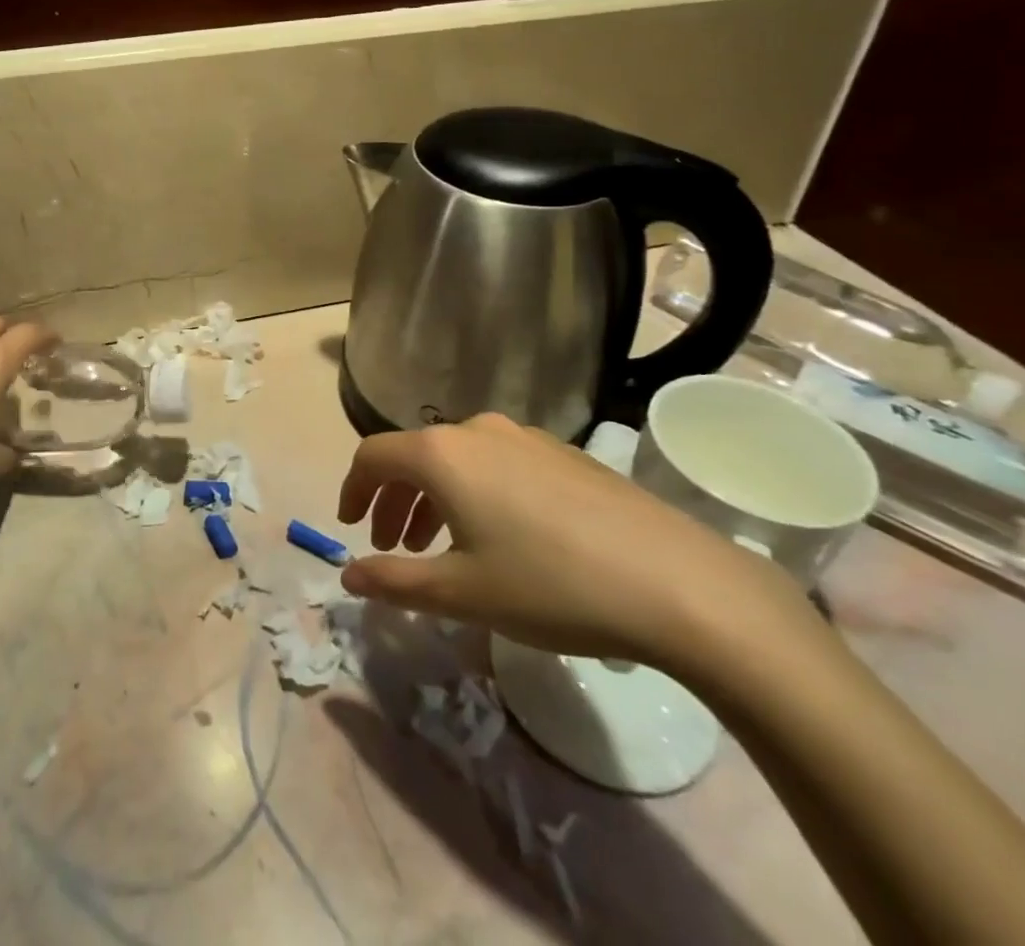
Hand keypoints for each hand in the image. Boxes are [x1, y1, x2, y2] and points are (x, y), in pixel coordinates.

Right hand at [335, 412, 800, 667]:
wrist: (677, 583)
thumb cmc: (550, 586)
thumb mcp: (460, 593)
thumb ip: (394, 582)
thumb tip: (347, 575)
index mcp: (442, 454)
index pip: (373, 456)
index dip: (352, 490)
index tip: (349, 528)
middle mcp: (477, 430)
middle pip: (415, 456)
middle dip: (393, 501)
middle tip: (391, 547)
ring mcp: (525, 437)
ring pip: (457, 460)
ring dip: (434, 498)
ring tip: (441, 547)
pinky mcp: (563, 453)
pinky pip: (496, 463)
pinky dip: (475, 493)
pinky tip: (500, 537)